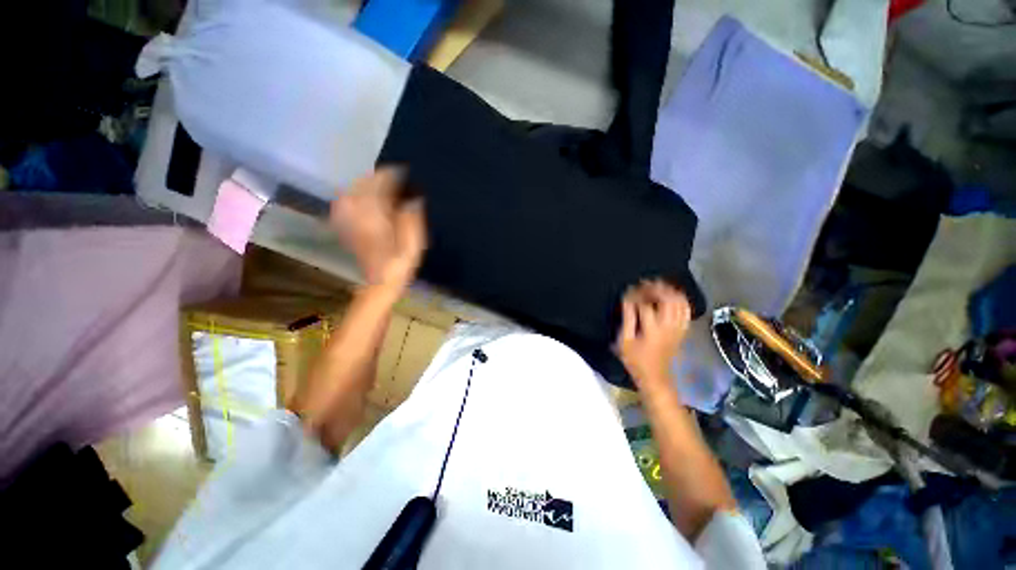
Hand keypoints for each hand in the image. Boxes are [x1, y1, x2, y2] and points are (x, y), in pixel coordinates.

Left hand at [331, 168, 426, 293]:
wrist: (379, 282)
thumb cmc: (400, 263)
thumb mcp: (414, 241)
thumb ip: (412, 216)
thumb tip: (413, 198)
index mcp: (374, 213)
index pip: (380, 183)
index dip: (393, 175)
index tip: (405, 171)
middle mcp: (357, 211)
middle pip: (365, 183)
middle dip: (380, 178)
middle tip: (397, 179)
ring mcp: (348, 217)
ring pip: (356, 190)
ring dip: (370, 185)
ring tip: (386, 187)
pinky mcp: (346, 224)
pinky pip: (349, 201)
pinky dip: (360, 195)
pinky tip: (371, 199)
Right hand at [616, 280, 691, 393]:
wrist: (656, 378)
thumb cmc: (636, 361)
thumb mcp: (625, 342)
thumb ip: (627, 319)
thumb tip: (627, 301)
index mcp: (652, 330)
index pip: (645, 305)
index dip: (636, 295)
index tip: (628, 291)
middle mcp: (669, 327)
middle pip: (668, 299)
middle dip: (656, 288)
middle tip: (645, 283)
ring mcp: (678, 329)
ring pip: (680, 303)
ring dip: (670, 291)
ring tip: (658, 286)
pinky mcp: (682, 331)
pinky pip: (687, 311)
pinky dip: (681, 300)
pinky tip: (672, 296)